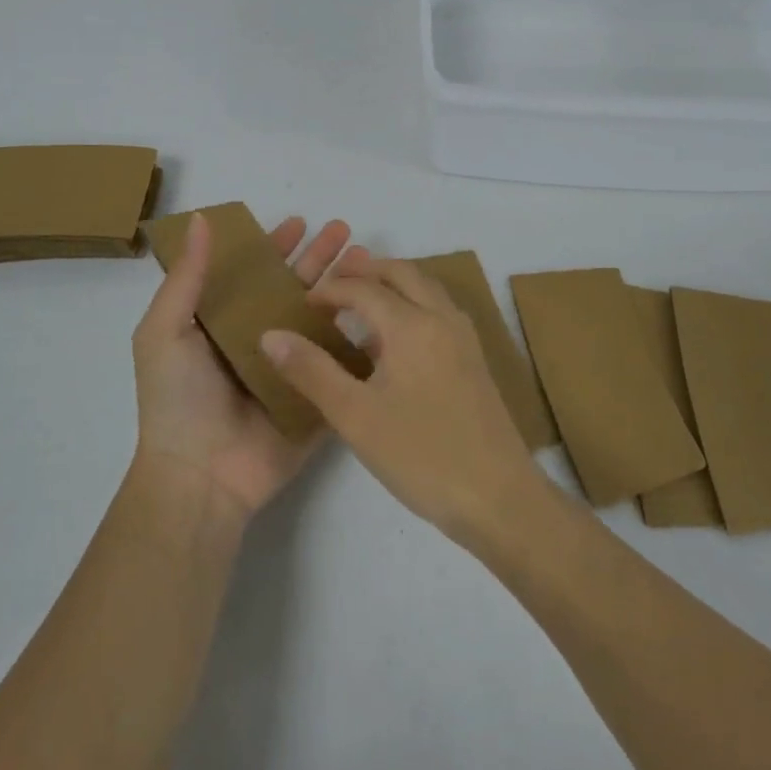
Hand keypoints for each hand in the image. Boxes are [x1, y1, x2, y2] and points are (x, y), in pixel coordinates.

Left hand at [130, 212, 349, 524]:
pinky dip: (361, 338)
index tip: (301, 222)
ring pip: (323, 319)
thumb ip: (187, 277)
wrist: (201, 478)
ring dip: (345, 289)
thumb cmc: (178, 400)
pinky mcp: (316, 396)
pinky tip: (383, 313)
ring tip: (369, 261)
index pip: (254, 273)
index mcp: (223, 323)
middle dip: (320, 259)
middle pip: (295, 289)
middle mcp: (259, 340)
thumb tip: (201, 219)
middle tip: (347, 231)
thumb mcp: (165, 331)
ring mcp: (291, 369)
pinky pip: (341, 363)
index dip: (275, 246)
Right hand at [260, 255, 542, 545]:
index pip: (364, 289)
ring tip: (360, 301)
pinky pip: (438, 312)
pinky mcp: (475, 361)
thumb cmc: (422, 455)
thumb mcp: (355, 416)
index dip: (329, 290)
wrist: (499, 497)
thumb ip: (311, 371)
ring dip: (392, 284)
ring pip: (426, 289)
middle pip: (402, 274)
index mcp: (413, 325)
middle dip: (365, 271)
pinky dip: (412, 305)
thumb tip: (271, 333)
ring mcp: (464, 339)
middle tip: (332, 283)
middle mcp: (442, 319)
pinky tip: (395, 339)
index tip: (301, 302)